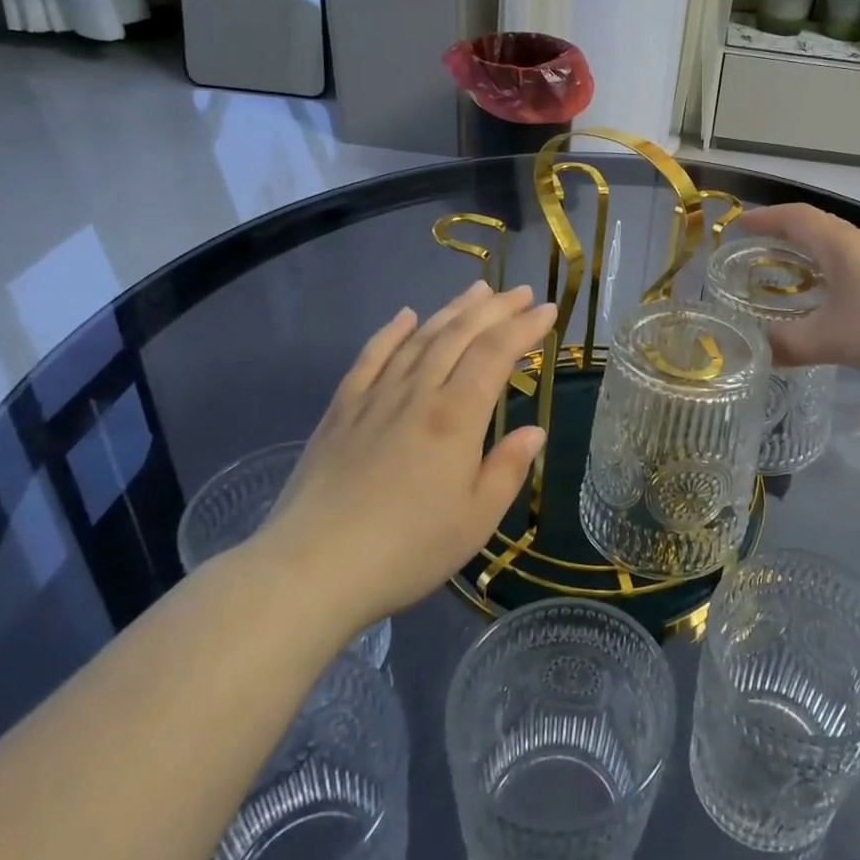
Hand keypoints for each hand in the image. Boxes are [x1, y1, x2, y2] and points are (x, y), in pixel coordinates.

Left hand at [249, 281, 555, 633]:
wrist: (312, 568)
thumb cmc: (407, 549)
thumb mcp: (476, 519)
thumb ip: (508, 468)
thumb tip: (533, 431)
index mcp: (456, 416)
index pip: (496, 354)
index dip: (524, 327)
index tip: (547, 309)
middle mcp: (417, 393)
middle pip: (460, 335)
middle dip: (495, 308)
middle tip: (520, 291)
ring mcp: (375, 398)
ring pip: (419, 338)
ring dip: (451, 310)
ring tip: (477, 290)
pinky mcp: (341, 411)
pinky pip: (370, 357)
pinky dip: (391, 332)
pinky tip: (404, 316)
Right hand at [739, 204, 859, 386]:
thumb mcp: (832, 339)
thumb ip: (788, 345)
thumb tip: (755, 352)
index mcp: (839, 244)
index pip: (795, 217)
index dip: (765, 218)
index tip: (738, 225)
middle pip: (814, 227)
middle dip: (781, 235)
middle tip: (753, 253)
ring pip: (835, 247)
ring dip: (806, 254)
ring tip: (782, 276)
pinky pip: (851, 265)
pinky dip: (827, 272)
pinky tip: (826, 300)